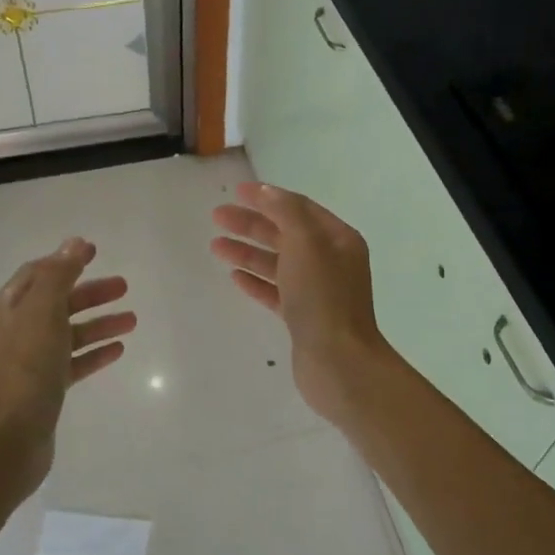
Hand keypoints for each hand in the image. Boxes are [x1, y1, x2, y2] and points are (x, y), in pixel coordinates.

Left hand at [0, 238, 134, 495]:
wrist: (8, 441)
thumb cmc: (25, 370)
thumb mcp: (42, 313)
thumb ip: (59, 276)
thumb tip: (73, 243)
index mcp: (7, 309)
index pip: (38, 273)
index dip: (66, 260)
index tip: (95, 251)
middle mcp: (14, 332)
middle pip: (56, 302)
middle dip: (90, 292)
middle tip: (124, 286)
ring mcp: (27, 362)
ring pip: (68, 333)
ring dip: (99, 323)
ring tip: (132, 320)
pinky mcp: (42, 389)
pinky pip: (72, 362)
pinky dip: (93, 353)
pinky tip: (118, 350)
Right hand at [211, 182, 397, 425]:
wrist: (339, 363)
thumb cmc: (323, 297)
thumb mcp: (306, 243)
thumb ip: (286, 212)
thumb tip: (266, 191)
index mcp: (338, 239)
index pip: (299, 208)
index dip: (268, 197)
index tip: (237, 192)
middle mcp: (331, 261)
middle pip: (286, 234)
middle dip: (252, 224)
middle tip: (217, 216)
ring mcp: (318, 291)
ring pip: (278, 263)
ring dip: (248, 252)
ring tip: (215, 246)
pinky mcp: (304, 318)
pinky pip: (276, 292)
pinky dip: (256, 281)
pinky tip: (234, 277)